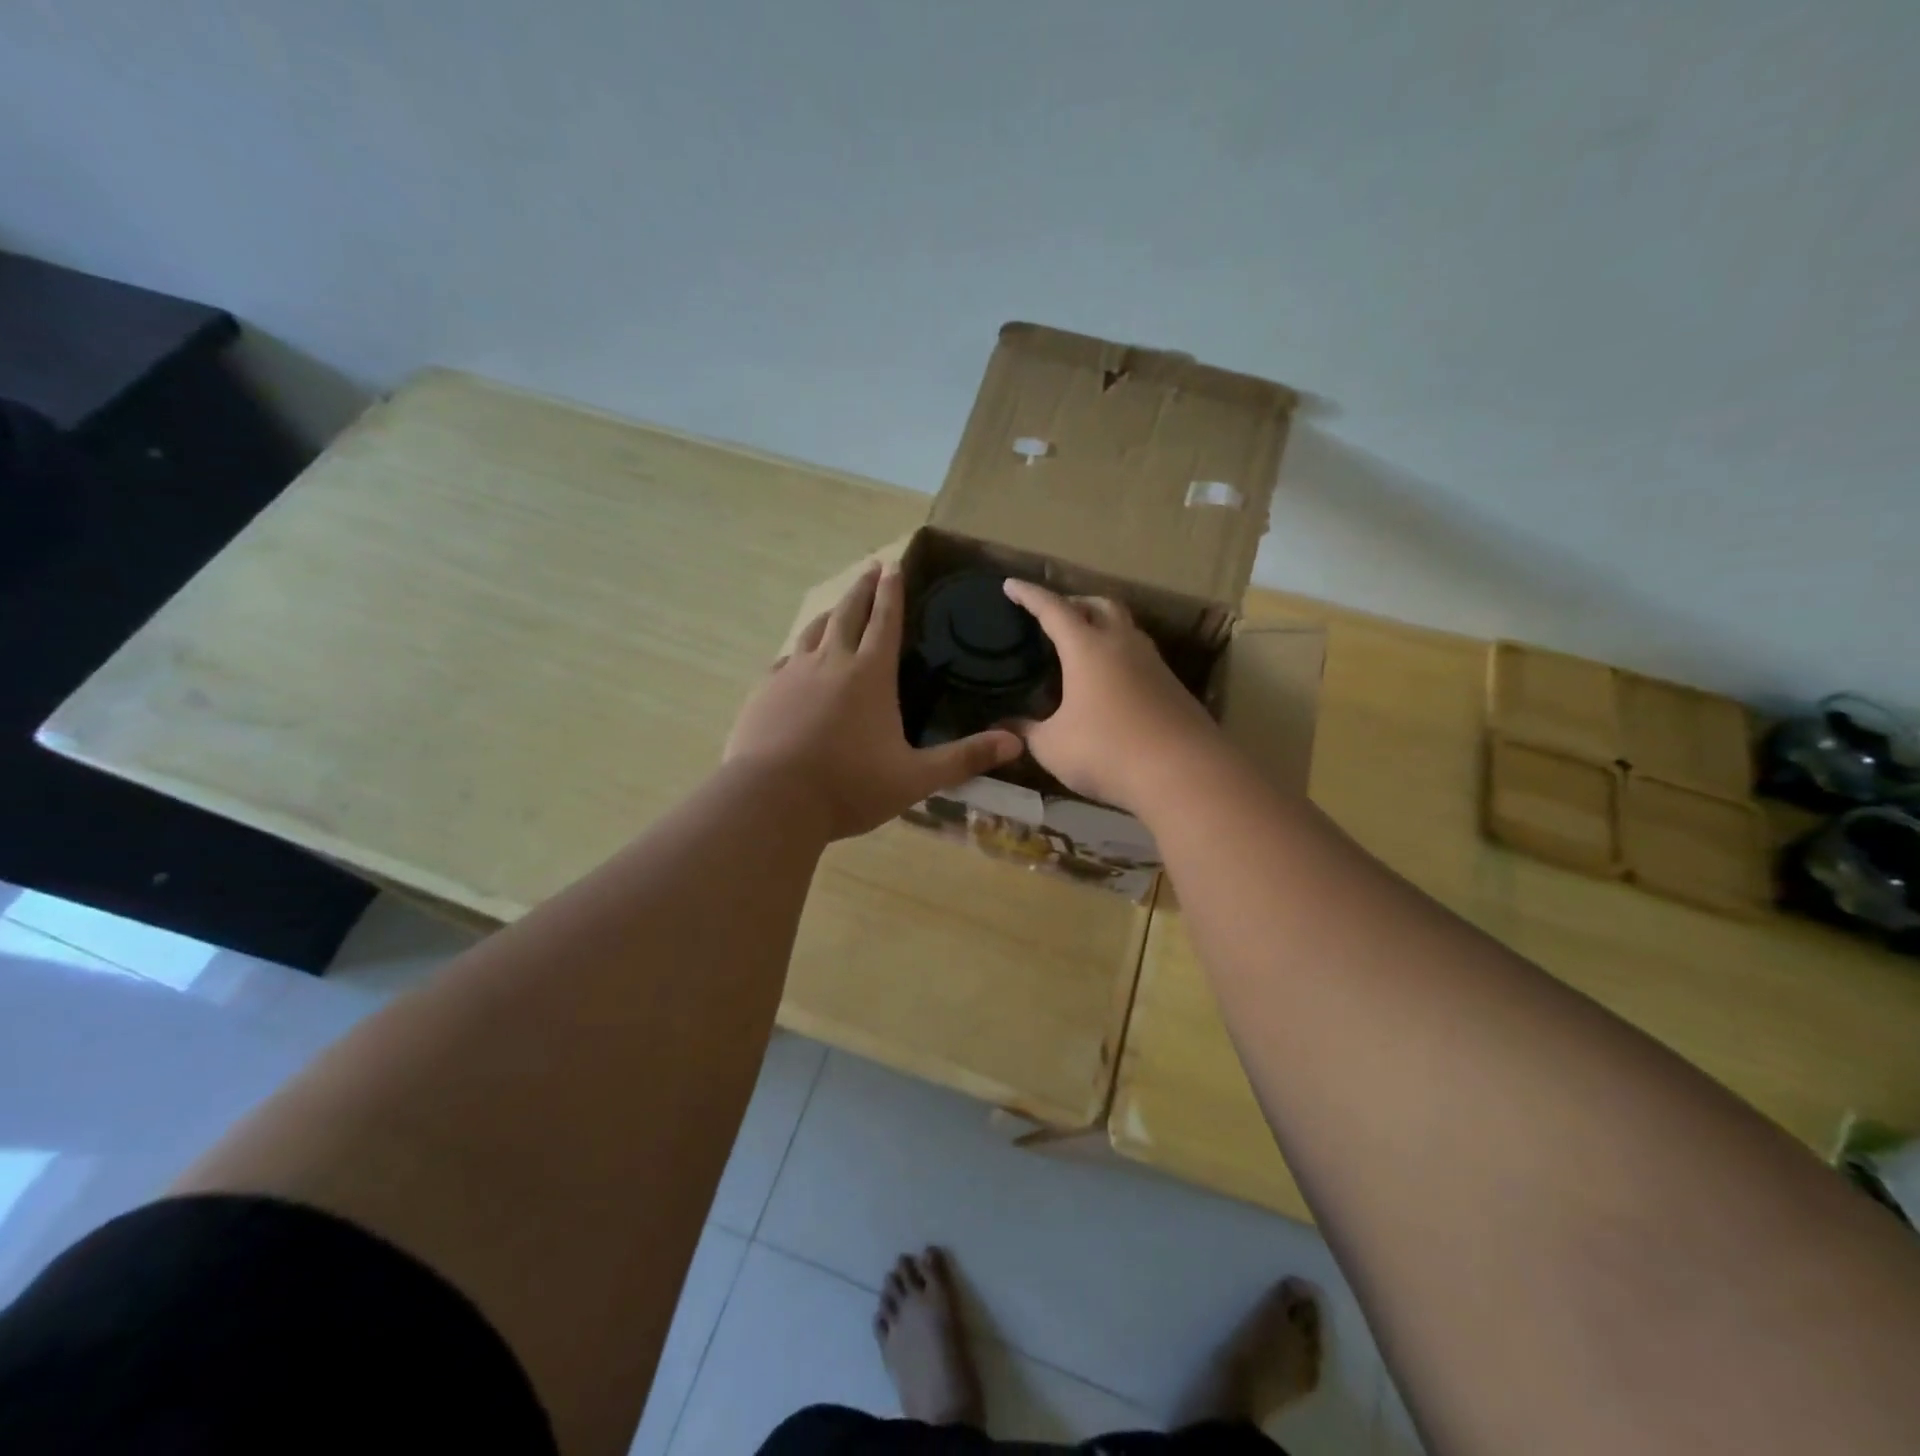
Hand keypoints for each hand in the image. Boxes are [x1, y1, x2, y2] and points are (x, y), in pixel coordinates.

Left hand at [727, 564, 1022, 840]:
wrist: (772, 800)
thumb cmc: (850, 786)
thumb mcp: (915, 777)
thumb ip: (964, 758)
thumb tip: (1016, 742)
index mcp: (870, 674)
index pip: (885, 621)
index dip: (892, 592)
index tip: (893, 566)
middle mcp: (831, 662)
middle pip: (848, 613)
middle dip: (862, 589)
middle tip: (870, 568)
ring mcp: (792, 674)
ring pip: (814, 631)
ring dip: (831, 612)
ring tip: (838, 605)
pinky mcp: (765, 692)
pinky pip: (786, 659)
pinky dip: (799, 650)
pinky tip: (797, 658)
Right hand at [1002, 580, 1221, 814]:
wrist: (1184, 774)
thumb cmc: (1107, 752)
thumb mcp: (1053, 746)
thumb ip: (1026, 731)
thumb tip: (1004, 725)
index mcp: (1087, 648)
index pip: (1053, 609)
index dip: (1029, 595)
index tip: (1010, 585)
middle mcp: (1122, 645)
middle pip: (1099, 604)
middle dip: (1074, 602)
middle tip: (1054, 614)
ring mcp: (1153, 664)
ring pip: (1125, 627)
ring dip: (1102, 625)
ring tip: (1082, 645)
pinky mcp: (1172, 686)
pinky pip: (1140, 655)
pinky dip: (1119, 654)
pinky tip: (1110, 681)